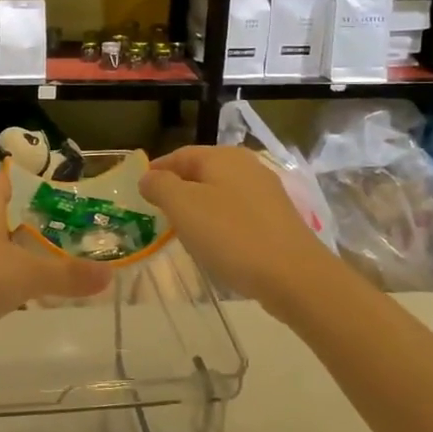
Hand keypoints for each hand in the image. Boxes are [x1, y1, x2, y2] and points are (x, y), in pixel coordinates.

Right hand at [140, 145, 341, 309]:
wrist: (294, 276)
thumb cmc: (231, 235)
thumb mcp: (183, 206)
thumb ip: (160, 186)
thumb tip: (149, 177)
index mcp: (223, 156)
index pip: (179, 155)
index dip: (157, 171)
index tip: (139, 193)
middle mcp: (247, 166)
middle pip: (201, 173)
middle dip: (178, 190)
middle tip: (157, 214)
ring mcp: (266, 193)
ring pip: (220, 194)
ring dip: (199, 208)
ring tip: (183, 232)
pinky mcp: (277, 219)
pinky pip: (238, 214)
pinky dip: (220, 224)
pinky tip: (216, 245)